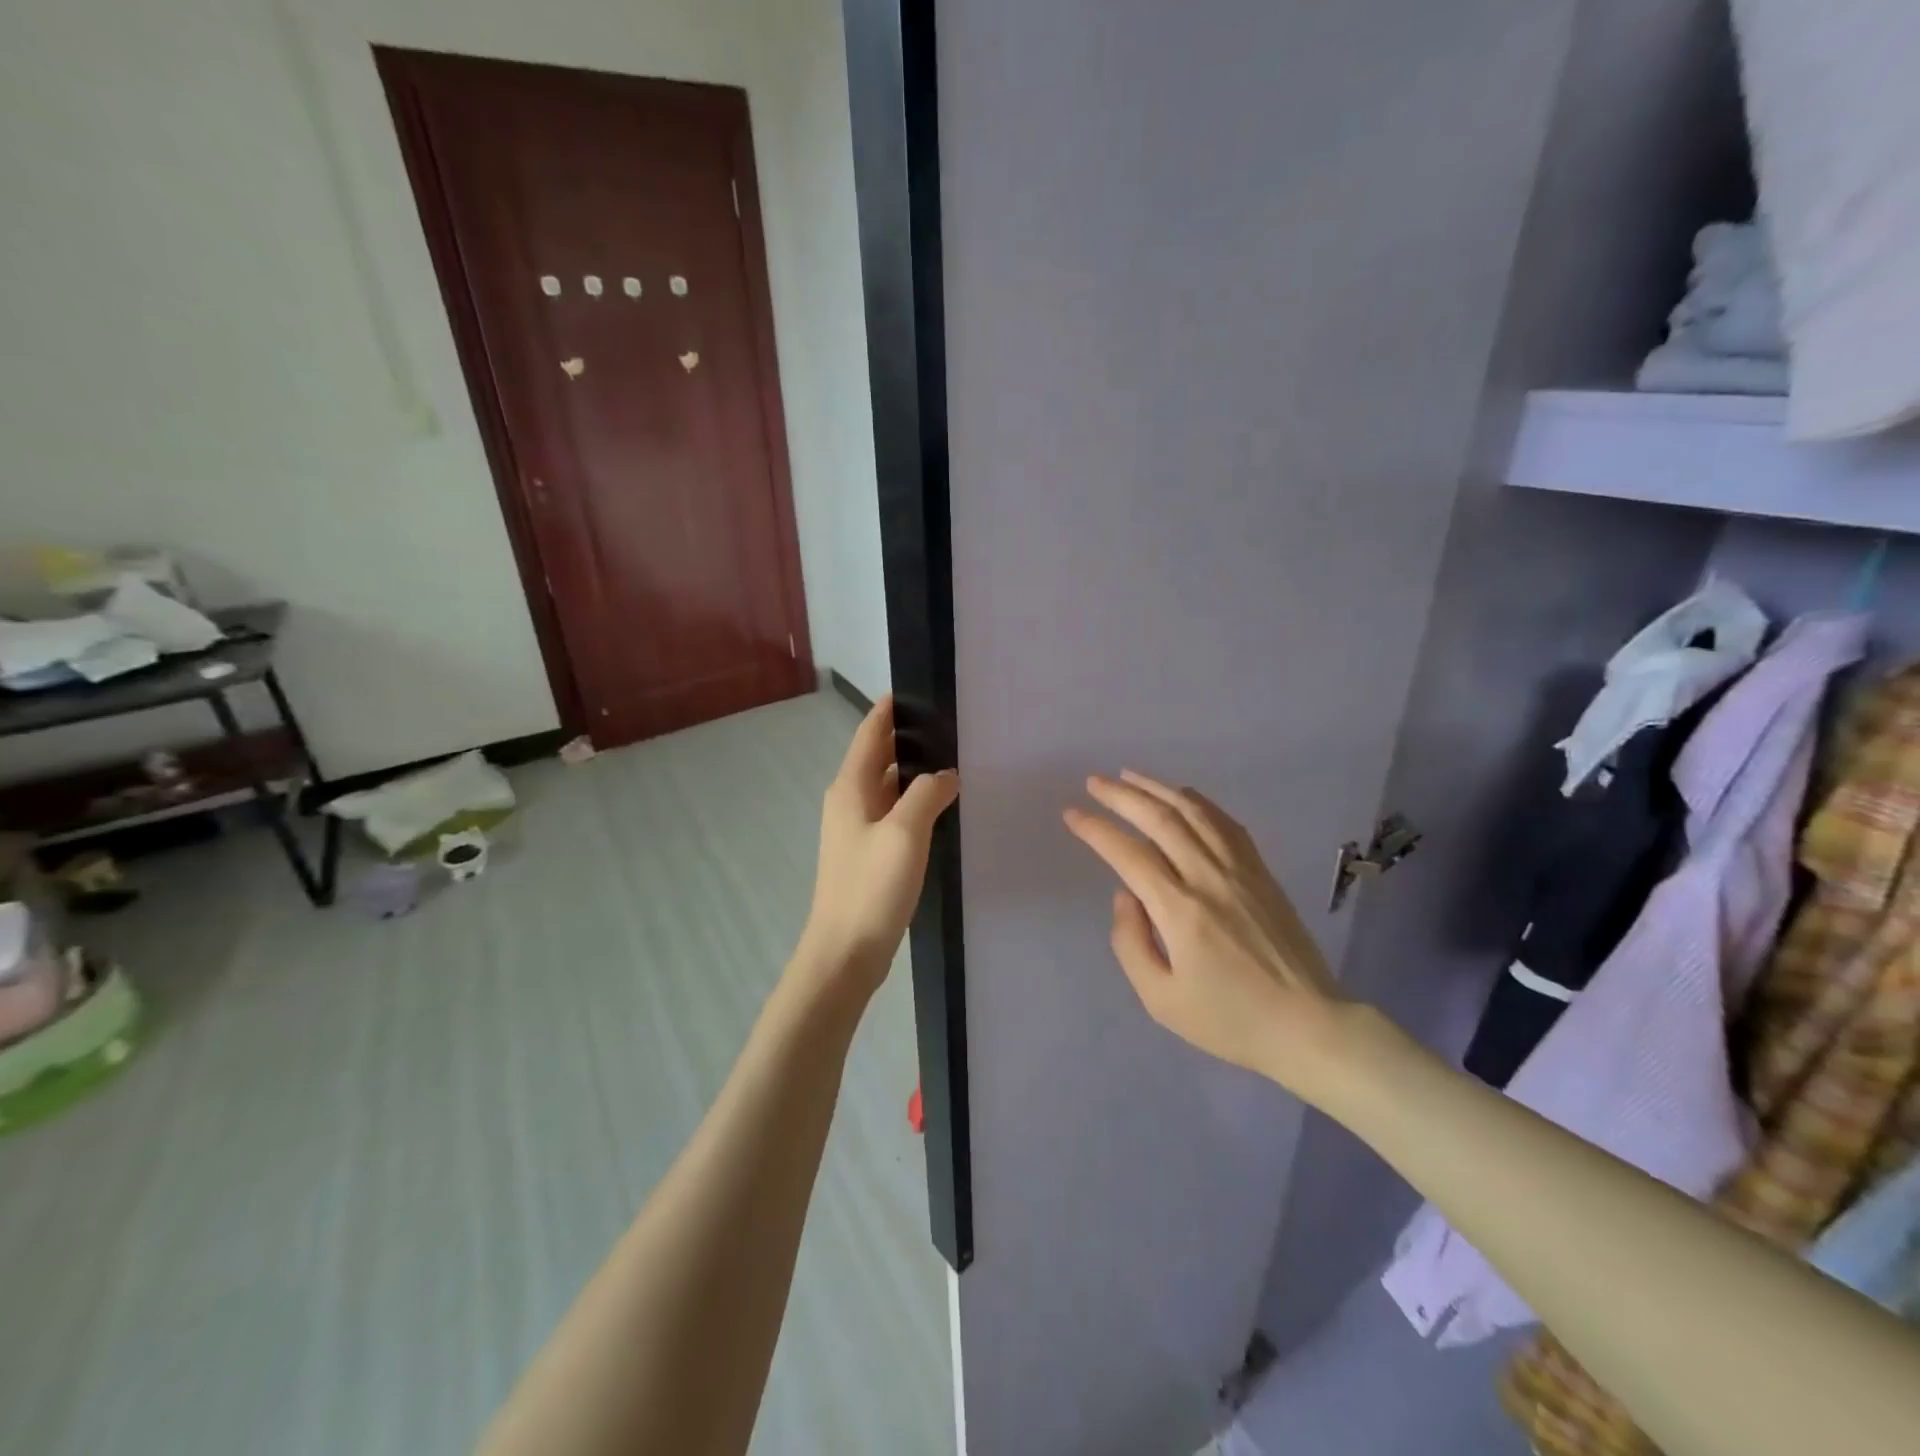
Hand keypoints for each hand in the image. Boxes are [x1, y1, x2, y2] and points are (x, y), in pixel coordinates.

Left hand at [795, 695, 958, 998]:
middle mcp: (849, 801)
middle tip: (949, 725)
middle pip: (877, 757)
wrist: (845, 951)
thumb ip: (927, 794)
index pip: (869, 733)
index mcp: (850, 787)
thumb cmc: (871, 887)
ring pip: (887, 787)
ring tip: (953, 759)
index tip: (916, 688)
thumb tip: (946, 774)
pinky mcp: (869, 854)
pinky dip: (913, 802)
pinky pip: (893, 814)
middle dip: (907, 738)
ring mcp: (858, 830)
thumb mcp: (904, 833)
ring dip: (913, 772)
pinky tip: (940, 807)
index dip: (889, 709)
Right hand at [1063, 771, 1347, 1096]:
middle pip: (1160, 819)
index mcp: (1180, 911)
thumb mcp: (1161, 999)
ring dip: (1158, 788)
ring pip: (1194, 812)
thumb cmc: (1229, 1020)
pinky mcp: (1262, 873)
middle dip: (1121, 795)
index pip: (1129, 854)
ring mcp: (1241, 870)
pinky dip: (1199, 802)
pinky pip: (1227, 824)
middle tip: (1094, 782)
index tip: (1071, 813)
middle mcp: (1209, 878)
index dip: (1096, 829)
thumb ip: (1130, 943)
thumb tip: (1124, 895)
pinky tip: (1183, 795)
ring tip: (1129, 775)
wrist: (1309, 1025)